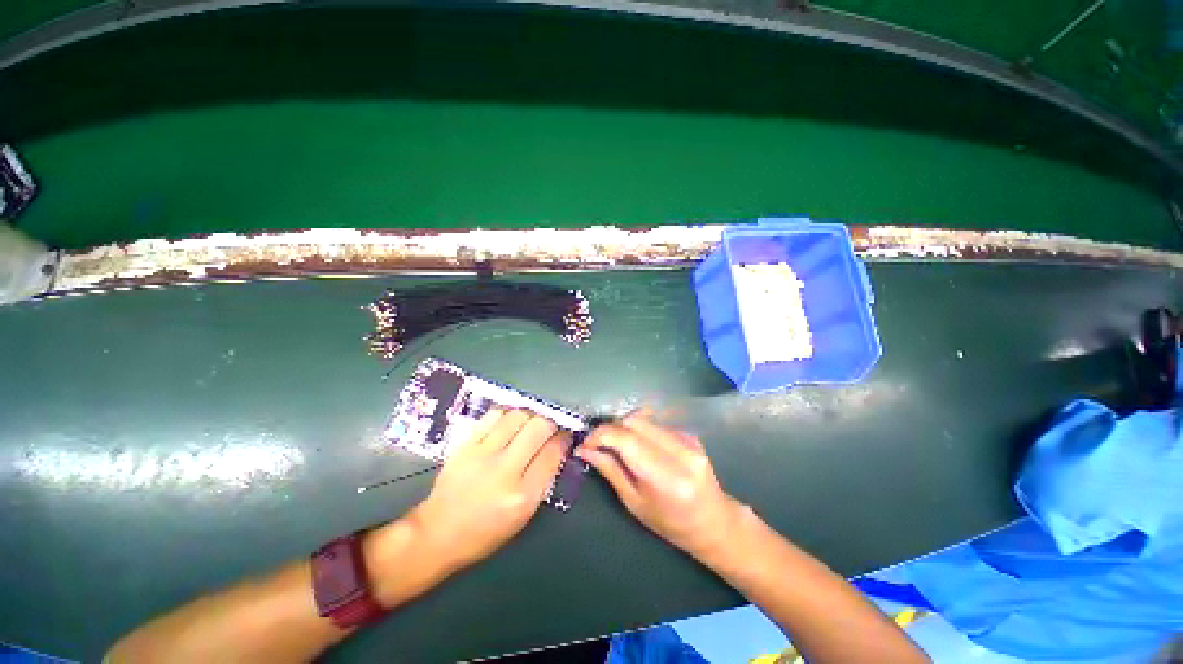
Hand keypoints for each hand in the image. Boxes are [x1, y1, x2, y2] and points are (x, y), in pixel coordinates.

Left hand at [408, 409, 570, 573]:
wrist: (437, 533)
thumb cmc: (485, 531)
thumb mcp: (523, 515)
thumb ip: (543, 479)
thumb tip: (556, 447)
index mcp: (523, 496)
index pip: (553, 453)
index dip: (564, 439)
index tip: (565, 435)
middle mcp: (504, 471)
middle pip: (539, 427)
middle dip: (550, 422)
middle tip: (549, 427)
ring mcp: (482, 455)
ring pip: (518, 416)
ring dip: (530, 415)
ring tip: (530, 422)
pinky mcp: (465, 444)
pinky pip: (493, 416)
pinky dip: (507, 414)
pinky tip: (509, 421)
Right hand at [576, 411, 741, 557]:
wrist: (714, 522)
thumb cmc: (671, 523)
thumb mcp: (634, 503)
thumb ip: (610, 470)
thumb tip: (584, 449)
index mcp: (666, 477)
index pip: (625, 439)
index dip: (600, 435)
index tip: (585, 443)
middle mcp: (679, 451)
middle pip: (633, 421)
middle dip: (611, 429)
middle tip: (599, 444)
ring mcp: (687, 439)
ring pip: (643, 418)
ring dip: (624, 428)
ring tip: (617, 446)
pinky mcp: (689, 433)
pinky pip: (655, 423)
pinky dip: (640, 430)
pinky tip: (639, 447)